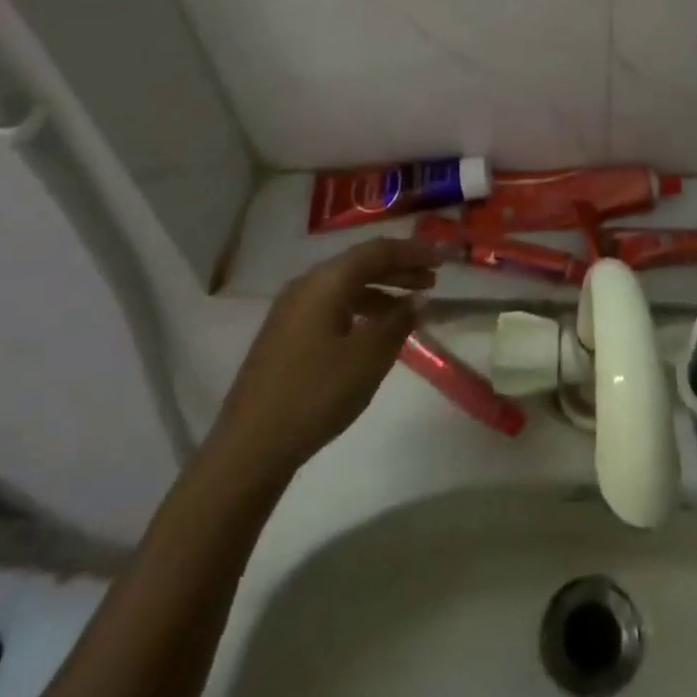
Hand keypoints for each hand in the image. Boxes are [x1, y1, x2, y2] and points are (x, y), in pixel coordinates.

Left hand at [213, 237, 444, 477]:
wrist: (250, 446)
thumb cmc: (316, 394)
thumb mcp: (368, 357)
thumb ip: (398, 322)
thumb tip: (418, 299)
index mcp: (327, 281)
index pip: (379, 250)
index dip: (415, 251)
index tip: (446, 258)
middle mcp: (307, 284)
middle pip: (361, 263)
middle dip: (400, 268)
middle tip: (434, 280)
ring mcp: (292, 310)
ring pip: (346, 286)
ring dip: (382, 290)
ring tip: (411, 308)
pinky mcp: (286, 335)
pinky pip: (333, 305)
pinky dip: (361, 309)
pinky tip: (375, 331)